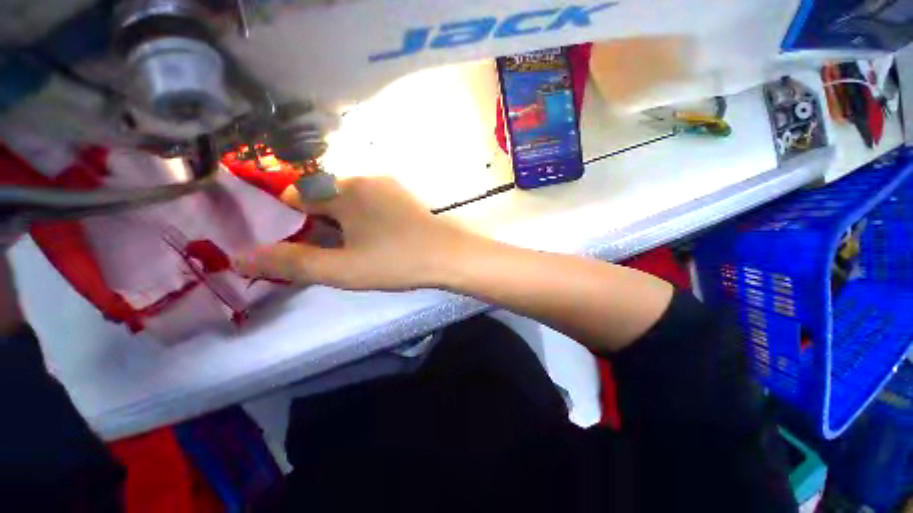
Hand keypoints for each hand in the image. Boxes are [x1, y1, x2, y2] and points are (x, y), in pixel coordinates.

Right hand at [234, 176, 476, 290]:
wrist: (450, 256)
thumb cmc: (396, 261)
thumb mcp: (342, 268)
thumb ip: (292, 263)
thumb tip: (240, 258)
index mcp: (344, 190)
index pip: (296, 194)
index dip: (285, 219)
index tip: (288, 243)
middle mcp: (365, 179)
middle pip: (323, 198)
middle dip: (314, 224)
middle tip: (321, 253)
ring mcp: (388, 187)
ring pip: (348, 202)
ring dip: (339, 223)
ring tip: (346, 250)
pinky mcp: (404, 199)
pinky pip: (370, 205)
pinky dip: (361, 220)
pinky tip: (372, 241)